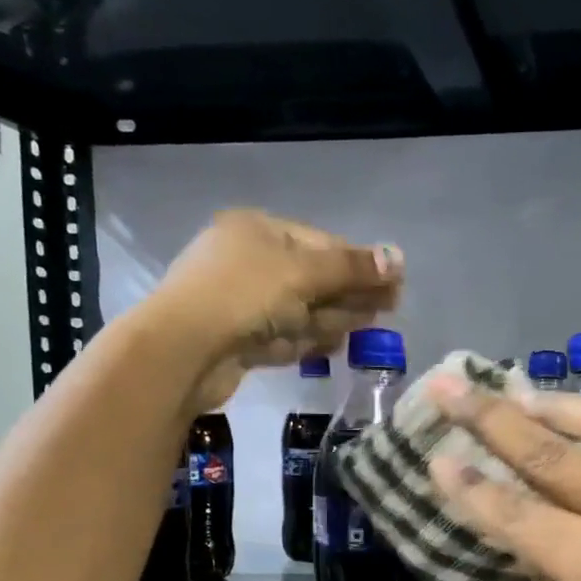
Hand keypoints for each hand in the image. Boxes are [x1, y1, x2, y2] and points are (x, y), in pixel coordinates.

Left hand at [146, 209, 402, 410]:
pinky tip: (327, 347)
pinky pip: (280, 336)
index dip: (359, 264)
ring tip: (363, 330)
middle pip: (312, 278)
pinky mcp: (238, 340)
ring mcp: (241, 303)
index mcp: (258, 230)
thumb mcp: (303, 273)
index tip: (394, 284)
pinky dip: (303, 341)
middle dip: (347, 294)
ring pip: (298, 311)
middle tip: (386, 309)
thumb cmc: (243, 295)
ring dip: (329, 319)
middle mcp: (248, 261)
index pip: (321, 243)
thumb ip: (352, 268)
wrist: (182, 350)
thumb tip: (397, 258)